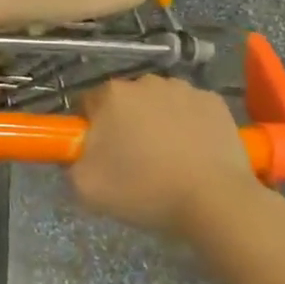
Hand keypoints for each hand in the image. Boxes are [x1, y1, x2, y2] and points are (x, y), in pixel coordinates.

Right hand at [69, 75, 271, 251]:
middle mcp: (145, 82)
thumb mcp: (86, 187)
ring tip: (167, 158)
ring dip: (156, 121)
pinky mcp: (214, 102)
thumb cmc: (145, 190)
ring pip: (158, 102)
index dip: (91, 129)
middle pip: (124, 101)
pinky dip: (188, 124)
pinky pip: (190, 109)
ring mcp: (183, 88)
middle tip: (133, 160)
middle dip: (124, 123)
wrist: (215, 202)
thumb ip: (70, 163)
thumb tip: (75, 154)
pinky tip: (194, 152)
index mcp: (111, 95)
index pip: (88, 104)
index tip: (101, 154)